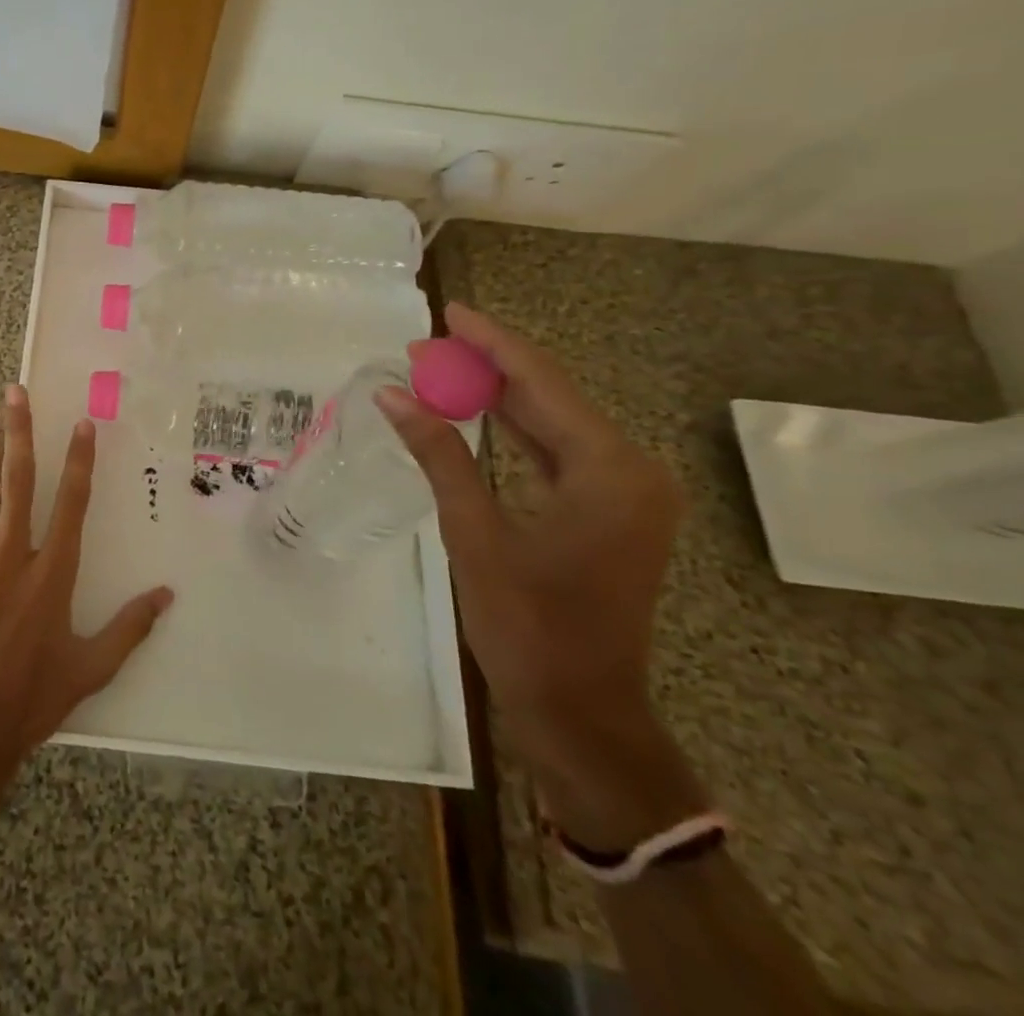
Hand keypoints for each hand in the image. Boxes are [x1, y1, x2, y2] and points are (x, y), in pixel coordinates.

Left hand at [0, 386, 173, 803]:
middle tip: (15, 394)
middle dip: (20, 434)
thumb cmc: (34, 697)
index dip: (79, 460)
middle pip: (18, 482)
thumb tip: (167, 595)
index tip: (81, 424)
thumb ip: (130, 627)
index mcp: (52, 573)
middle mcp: (12, 556)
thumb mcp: (92, 668)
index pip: (72, 503)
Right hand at [378, 304, 703, 847]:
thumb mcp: (476, 532)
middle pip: (551, 396)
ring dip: (499, 394)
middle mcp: (629, 470)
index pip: (542, 383)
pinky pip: (556, 451)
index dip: (492, 343)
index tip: (448, 312)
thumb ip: (439, 454)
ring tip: (442, 366)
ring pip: (554, 421)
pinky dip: (515, 428)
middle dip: (489, 365)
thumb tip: (393, 394)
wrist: (580, 711)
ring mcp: (623, 493)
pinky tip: (477, 411)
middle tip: (429, 342)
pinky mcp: (607, 512)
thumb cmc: (529, 625)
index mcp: (610, 470)